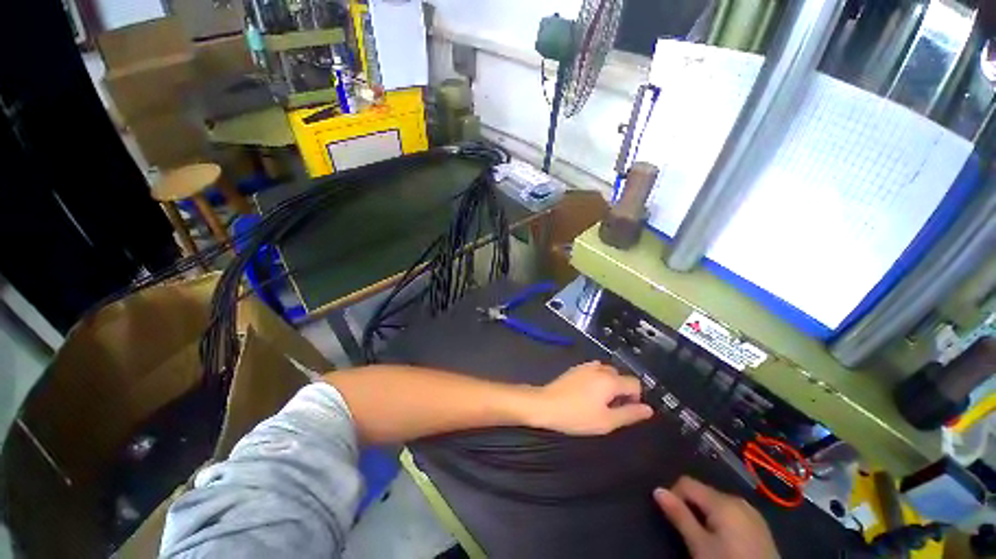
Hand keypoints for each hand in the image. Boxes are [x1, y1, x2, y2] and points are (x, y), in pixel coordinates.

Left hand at [530, 361, 653, 435]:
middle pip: (621, 377)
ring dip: (609, 385)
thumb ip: (629, 414)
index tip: (626, 411)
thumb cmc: (577, 415)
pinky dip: (597, 380)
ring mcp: (586, 366)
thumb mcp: (606, 421)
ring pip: (607, 373)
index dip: (636, 398)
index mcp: (610, 380)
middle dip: (622, 391)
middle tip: (611, 409)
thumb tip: (648, 409)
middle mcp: (600, 368)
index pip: (635, 383)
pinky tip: (587, 394)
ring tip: (599, 402)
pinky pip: (594, 371)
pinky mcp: (576, 368)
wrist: (546, 404)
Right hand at [654, 477, 777, 558]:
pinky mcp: (760, 525)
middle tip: (688, 532)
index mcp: (722, 501)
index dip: (674, 495)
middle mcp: (738, 499)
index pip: (686, 482)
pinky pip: (733, 513)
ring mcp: (752, 512)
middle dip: (691, 507)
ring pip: (718, 503)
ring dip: (706, 514)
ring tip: (705, 538)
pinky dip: (722, 521)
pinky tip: (725, 541)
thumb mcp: (699, 545)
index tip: (671, 517)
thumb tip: (657, 490)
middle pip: (703, 492)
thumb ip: (679, 515)